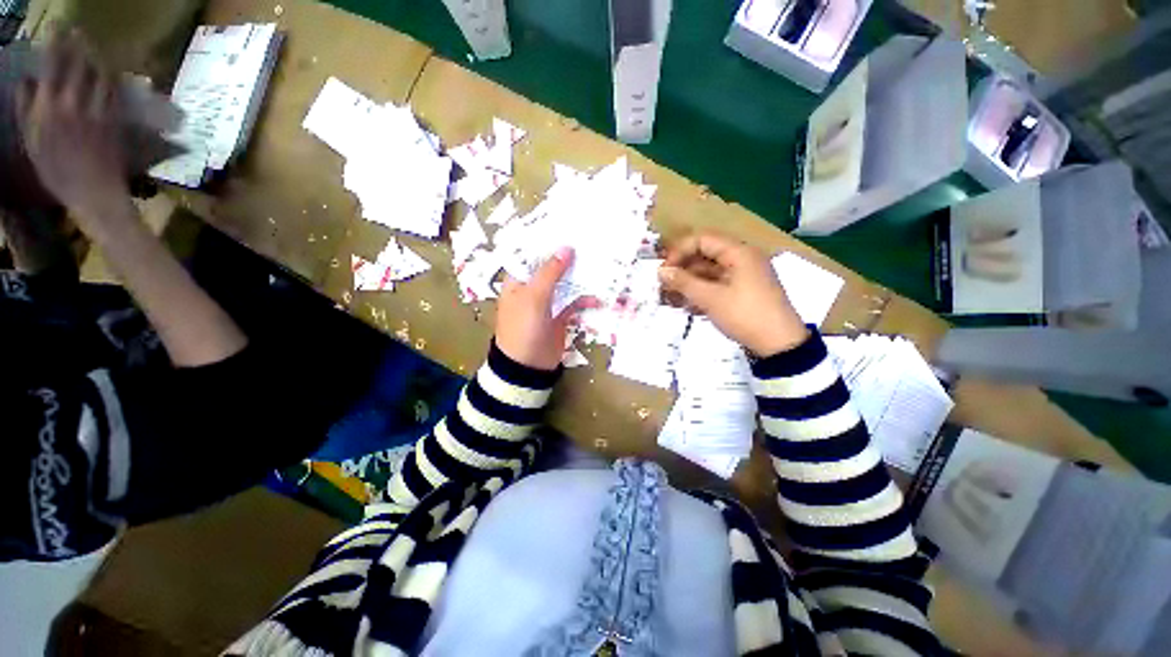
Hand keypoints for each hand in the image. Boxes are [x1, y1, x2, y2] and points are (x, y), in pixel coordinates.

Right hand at [17, 32, 130, 227]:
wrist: (94, 193)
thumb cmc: (57, 173)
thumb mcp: (31, 143)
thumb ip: (26, 110)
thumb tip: (25, 81)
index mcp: (48, 108)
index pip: (52, 65)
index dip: (55, 43)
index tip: (57, 28)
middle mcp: (72, 103)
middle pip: (78, 64)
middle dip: (78, 44)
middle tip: (78, 32)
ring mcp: (96, 111)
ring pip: (100, 75)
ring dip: (97, 58)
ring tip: (94, 49)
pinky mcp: (114, 120)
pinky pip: (113, 93)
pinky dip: (110, 79)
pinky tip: (108, 74)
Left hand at [495, 246, 590, 370]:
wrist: (528, 366)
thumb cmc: (523, 327)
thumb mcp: (534, 297)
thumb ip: (550, 272)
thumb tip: (566, 248)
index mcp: (519, 280)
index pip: (532, 254)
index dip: (548, 241)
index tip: (569, 228)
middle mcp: (533, 287)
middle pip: (552, 267)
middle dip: (569, 258)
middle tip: (591, 244)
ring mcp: (547, 302)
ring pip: (565, 284)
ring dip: (580, 278)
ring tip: (600, 266)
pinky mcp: (560, 315)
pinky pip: (574, 302)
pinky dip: (585, 299)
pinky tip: (597, 298)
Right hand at [659, 231, 808, 356]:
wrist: (779, 345)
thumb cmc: (745, 315)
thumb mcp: (711, 298)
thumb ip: (683, 282)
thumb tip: (661, 271)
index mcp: (739, 253)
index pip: (702, 240)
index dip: (679, 252)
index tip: (664, 271)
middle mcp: (742, 259)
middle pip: (705, 255)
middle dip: (682, 269)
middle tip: (664, 286)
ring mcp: (743, 276)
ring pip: (709, 272)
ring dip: (689, 283)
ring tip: (671, 298)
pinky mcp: (742, 291)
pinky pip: (717, 285)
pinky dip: (701, 292)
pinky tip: (687, 306)